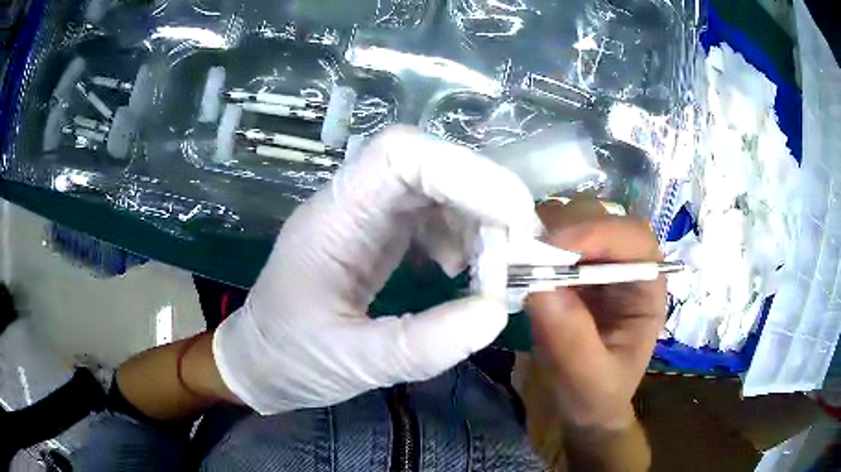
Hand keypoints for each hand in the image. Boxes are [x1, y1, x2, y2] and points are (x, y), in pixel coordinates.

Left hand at [212, 126, 541, 414]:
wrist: (261, 362)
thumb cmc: (290, 359)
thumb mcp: (351, 363)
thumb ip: (421, 345)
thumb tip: (495, 312)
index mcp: (332, 219)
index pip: (399, 156)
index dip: (464, 172)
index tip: (512, 220)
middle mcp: (352, 203)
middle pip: (428, 164)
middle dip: (485, 195)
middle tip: (522, 248)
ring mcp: (367, 217)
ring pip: (438, 187)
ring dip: (480, 217)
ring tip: (499, 267)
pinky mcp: (380, 236)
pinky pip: (433, 215)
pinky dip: (464, 236)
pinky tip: (469, 271)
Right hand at [527, 200, 665, 431]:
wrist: (581, 408)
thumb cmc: (595, 397)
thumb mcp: (587, 381)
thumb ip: (571, 341)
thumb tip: (540, 286)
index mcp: (647, 290)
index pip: (634, 241)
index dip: (597, 233)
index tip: (552, 248)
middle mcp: (626, 266)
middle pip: (604, 219)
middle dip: (566, 227)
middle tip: (525, 251)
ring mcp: (597, 263)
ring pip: (575, 219)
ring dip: (545, 229)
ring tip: (516, 255)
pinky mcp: (570, 268)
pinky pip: (552, 237)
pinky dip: (531, 240)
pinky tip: (514, 259)